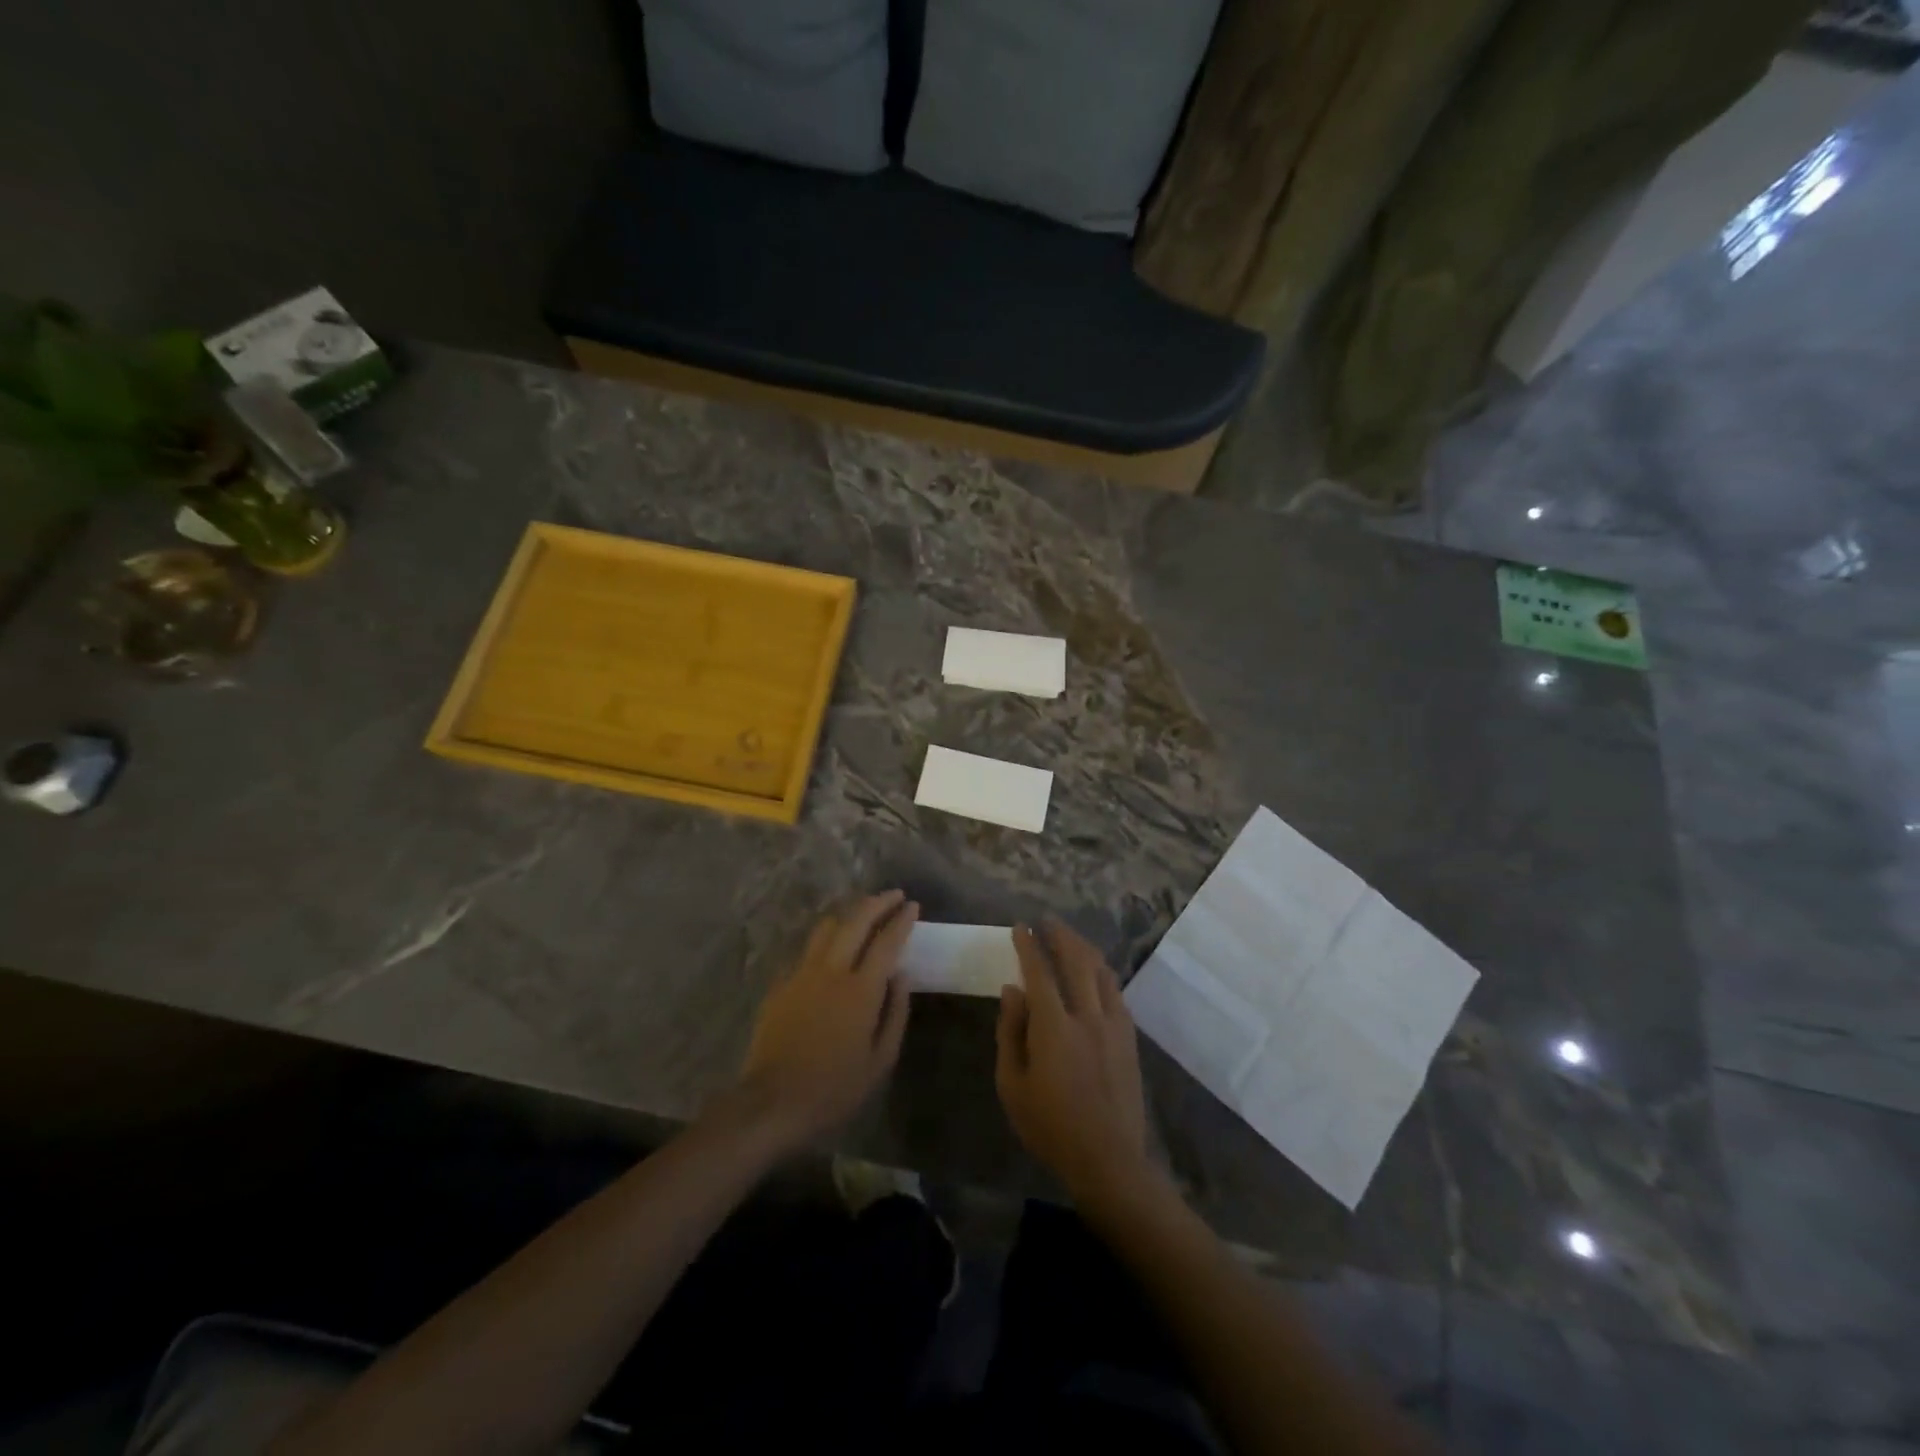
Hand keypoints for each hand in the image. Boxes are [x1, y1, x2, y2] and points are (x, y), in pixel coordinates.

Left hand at [735, 890, 917, 1151]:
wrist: (772, 1102)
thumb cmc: (834, 1088)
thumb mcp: (880, 1061)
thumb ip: (895, 1013)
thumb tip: (901, 976)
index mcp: (861, 990)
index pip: (886, 942)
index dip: (901, 920)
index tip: (913, 905)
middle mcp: (831, 971)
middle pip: (856, 921)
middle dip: (877, 903)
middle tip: (894, 895)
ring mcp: (802, 974)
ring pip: (827, 927)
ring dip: (849, 914)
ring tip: (863, 914)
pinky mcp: (781, 984)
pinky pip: (807, 950)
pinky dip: (825, 940)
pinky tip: (831, 950)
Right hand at [996, 919, 1152, 1200]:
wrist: (1109, 1161)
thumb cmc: (1050, 1126)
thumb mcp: (1012, 1085)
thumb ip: (1010, 1032)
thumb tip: (1011, 990)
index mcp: (1054, 1027)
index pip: (1039, 972)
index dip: (1029, 946)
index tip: (1020, 927)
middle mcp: (1087, 1016)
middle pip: (1076, 961)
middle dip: (1060, 936)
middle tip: (1047, 921)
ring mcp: (1114, 1025)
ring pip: (1100, 972)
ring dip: (1084, 949)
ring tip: (1070, 938)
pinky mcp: (1129, 1037)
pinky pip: (1116, 992)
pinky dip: (1102, 973)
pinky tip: (1095, 972)